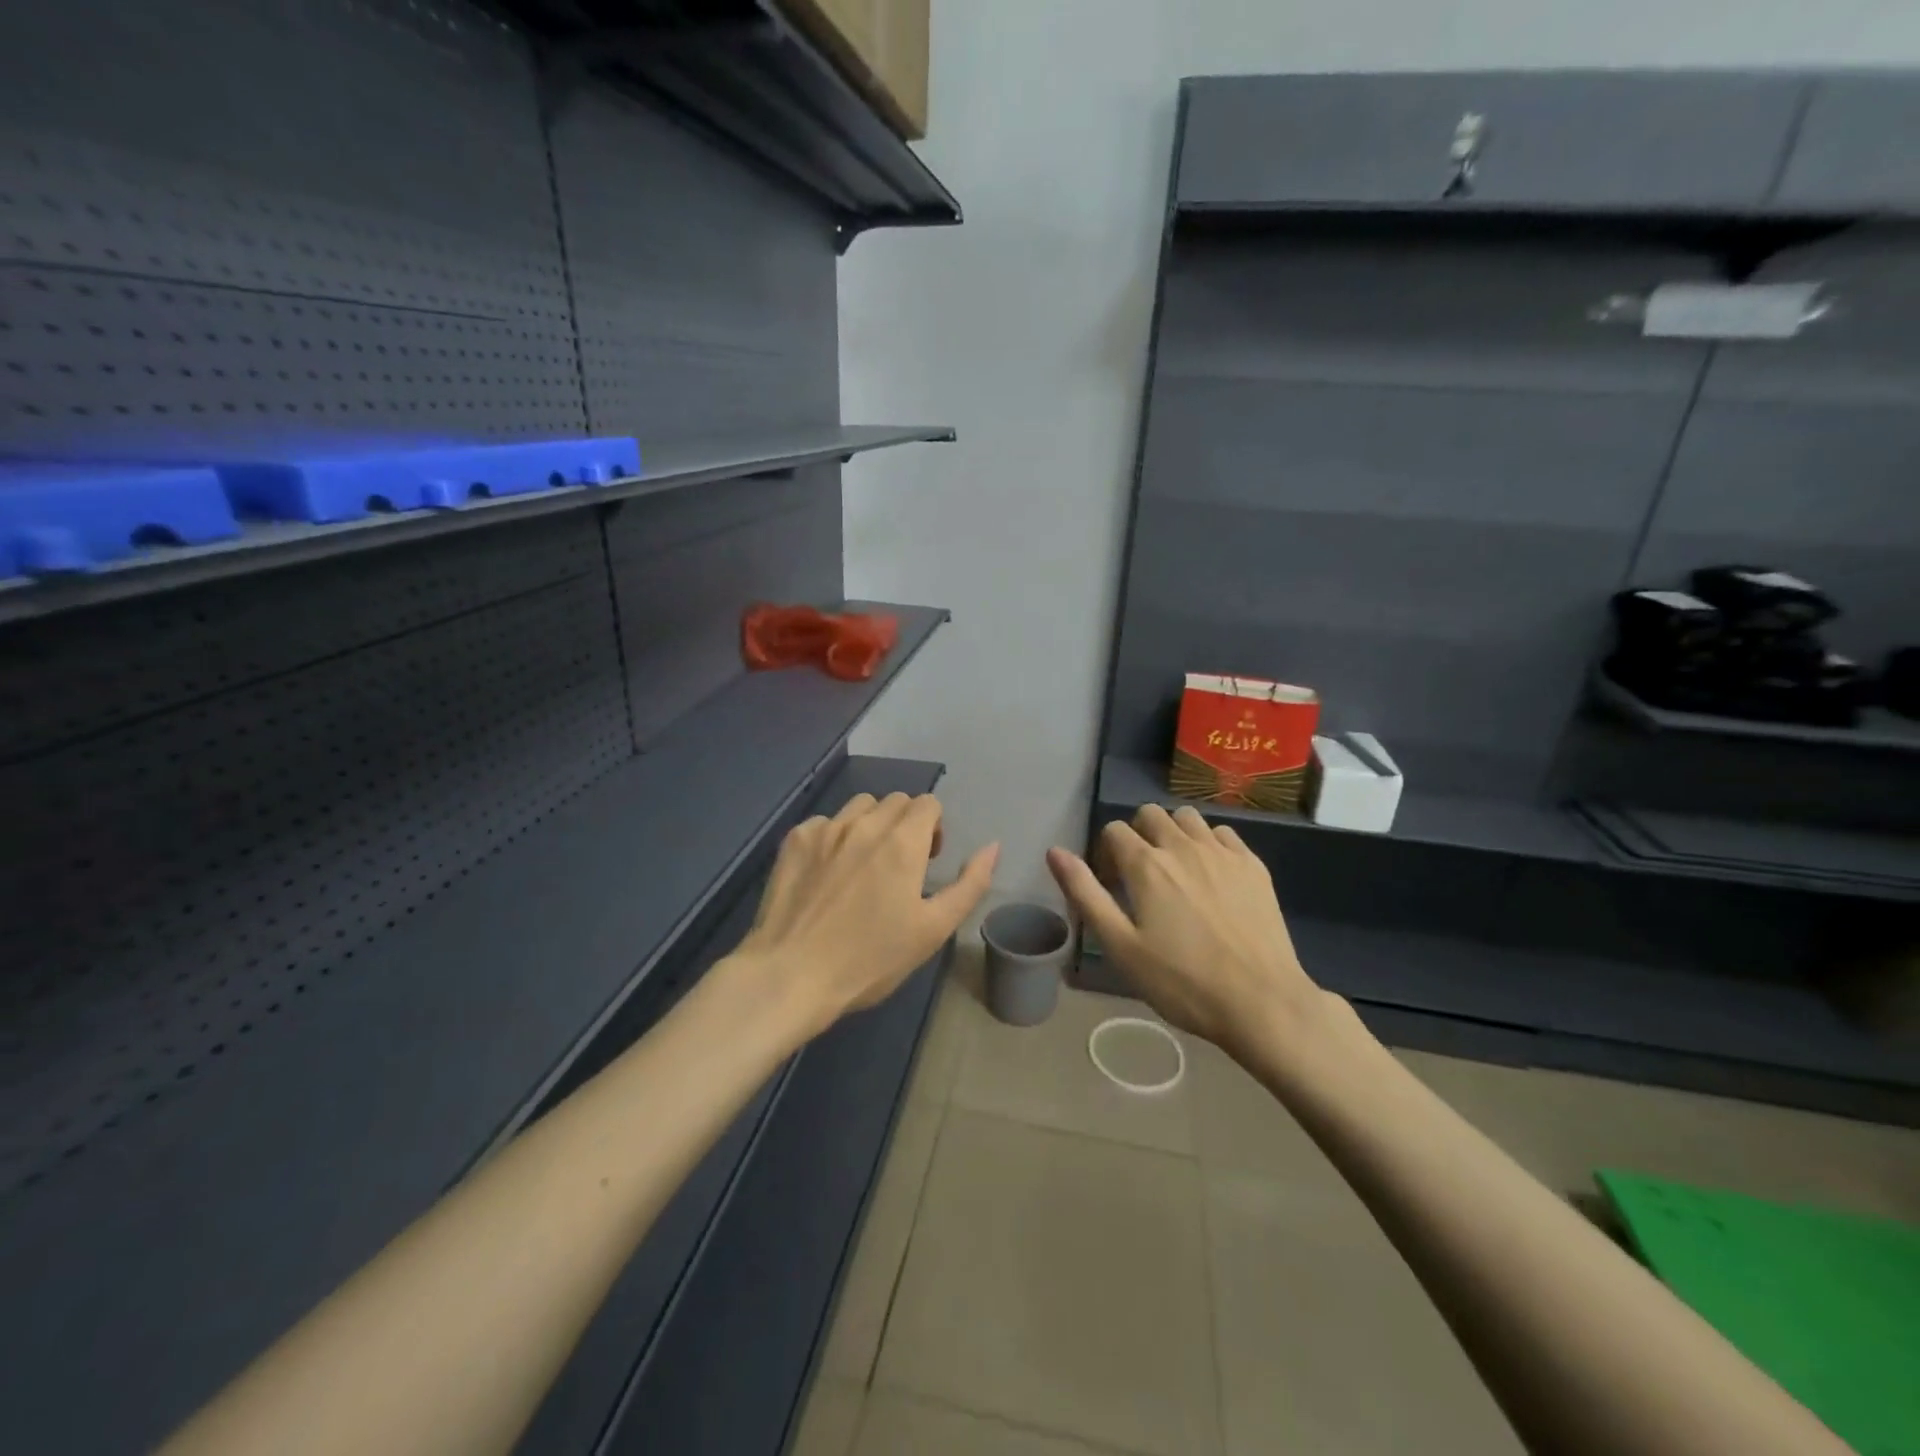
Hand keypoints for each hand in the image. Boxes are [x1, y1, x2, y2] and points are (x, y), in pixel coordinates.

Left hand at [735, 792, 998, 1034]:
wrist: (791, 975)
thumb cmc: (870, 959)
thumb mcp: (933, 929)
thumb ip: (969, 884)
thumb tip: (993, 847)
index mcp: (903, 841)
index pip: (928, 803)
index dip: (934, 828)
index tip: (927, 861)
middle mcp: (864, 823)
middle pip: (896, 801)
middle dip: (906, 824)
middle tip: (900, 866)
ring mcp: (825, 828)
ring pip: (860, 806)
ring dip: (871, 824)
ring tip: (864, 864)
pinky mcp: (794, 840)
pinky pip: (825, 822)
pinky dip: (835, 837)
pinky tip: (828, 874)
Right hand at [1046, 804, 1322, 1057]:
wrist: (1262, 1002)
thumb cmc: (1182, 982)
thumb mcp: (1120, 946)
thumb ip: (1085, 893)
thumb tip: (1054, 851)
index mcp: (1146, 864)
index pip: (1114, 830)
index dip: (1106, 854)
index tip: (1113, 886)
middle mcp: (1183, 846)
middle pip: (1150, 814)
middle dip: (1138, 835)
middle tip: (1141, 876)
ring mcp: (1223, 853)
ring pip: (1188, 818)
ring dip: (1174, 833)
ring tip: (1177, 870)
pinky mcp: (1253, 866)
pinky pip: (1223, 834)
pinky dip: (1209, 843)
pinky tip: (1212, 875)